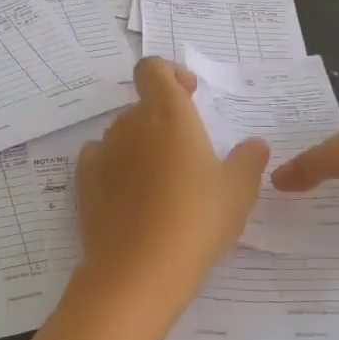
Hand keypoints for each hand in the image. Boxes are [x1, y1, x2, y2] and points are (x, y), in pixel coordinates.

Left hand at [76, 57, 269, 317]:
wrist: (139, 271)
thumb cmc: (197, 221)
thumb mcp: (238, 191)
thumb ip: (248, 160)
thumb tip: (254, 144)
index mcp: (168, 114)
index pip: (153, 69)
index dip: (170, 74)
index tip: (190, 95)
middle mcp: (130, 124)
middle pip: (142, 105)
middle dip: (163, 119)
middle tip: (188, 155)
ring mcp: (102, 152)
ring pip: (122, 134)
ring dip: (140, 146)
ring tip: (162, 183)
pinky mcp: (83, 182)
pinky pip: (100, 160)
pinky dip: (115, 167)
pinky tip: (131, 196)